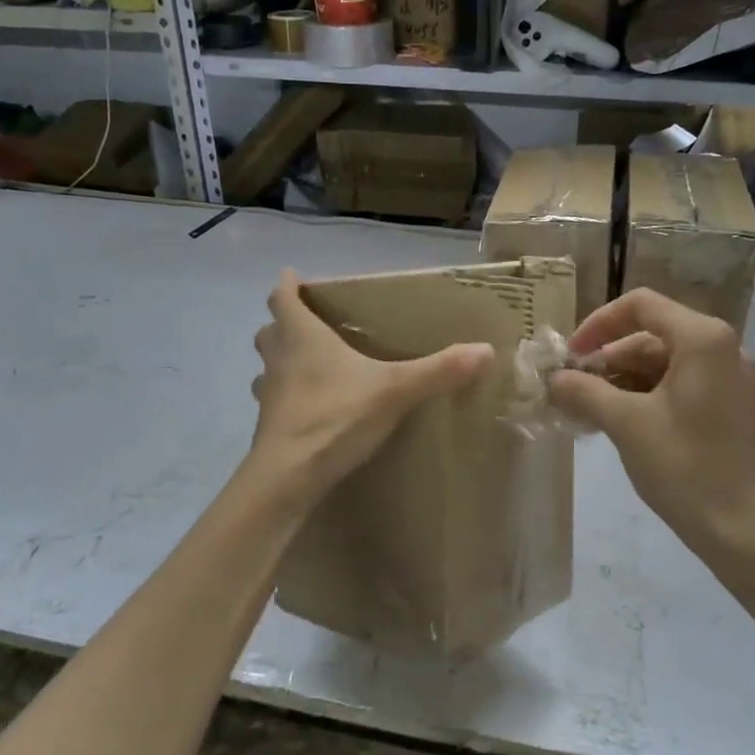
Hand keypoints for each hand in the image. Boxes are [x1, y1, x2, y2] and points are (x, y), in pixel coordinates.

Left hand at [250, 269, 492, 495]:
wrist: (288, 478)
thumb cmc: (335, 417)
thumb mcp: (395, 390)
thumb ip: (439, 370)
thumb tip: (486, 350)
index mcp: (302, 336)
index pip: (282, 298)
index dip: (287, 285)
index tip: (294, 276)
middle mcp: (279, 358)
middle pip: (270, 330)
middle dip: (284, 323)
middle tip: (310, 324)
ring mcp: (268, 393)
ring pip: (268, 366)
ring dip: (282, 360)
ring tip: (309, 365)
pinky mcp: (267, 425)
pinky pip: (275, 399)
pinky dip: (288, 396)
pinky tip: (311, 408)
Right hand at [549, 290, 754, 557]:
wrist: (747, 534)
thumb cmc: (686, 468)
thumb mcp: (626, 424)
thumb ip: (584, 391)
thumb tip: (554, 378)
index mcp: (703, 339)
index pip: (640, 306)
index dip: (598, 324)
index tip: (570, 356)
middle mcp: (723, 348)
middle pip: (650, 335)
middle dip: (606, 360)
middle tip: (571, 390)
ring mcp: (729, 379)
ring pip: (662, 364)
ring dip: (621, 382)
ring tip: (586, 411)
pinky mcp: (730, 407)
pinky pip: (678, 386)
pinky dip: (644, 397)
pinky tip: (615, 423)